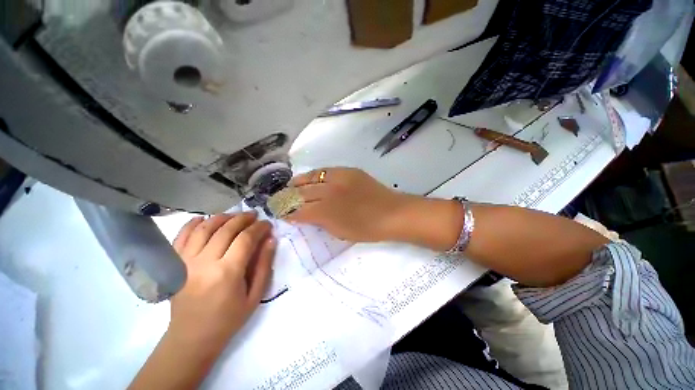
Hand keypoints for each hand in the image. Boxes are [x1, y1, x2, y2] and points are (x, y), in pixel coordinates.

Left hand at [130, 212, 275, 389]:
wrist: (192, 337)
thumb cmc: (228, 318)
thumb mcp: (255, 295)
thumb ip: (264, 265)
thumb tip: (271, 239)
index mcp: (227, 273)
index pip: (246, 239)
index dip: (259, 227)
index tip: (267, 224)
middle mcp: (205, 263)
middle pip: (226, 229)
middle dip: (243, 218)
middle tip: (254, 215)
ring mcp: (186, 262)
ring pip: (204, 228)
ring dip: (222, 217)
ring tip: (234, 216)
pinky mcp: (175, 264)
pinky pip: (182, 236)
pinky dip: (193, 224)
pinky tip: (204, 219)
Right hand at [285, 167, 410, 241]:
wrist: (392, 213)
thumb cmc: (367, 229)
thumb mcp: (340, 232)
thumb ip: (320, 222)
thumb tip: (306, 215)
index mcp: (326, 212)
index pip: (300, 211)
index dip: (288, 213)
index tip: (281, 213)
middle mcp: (328, 192)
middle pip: (302, 192)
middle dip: (288, 197)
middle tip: (280, 199)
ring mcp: (339, 178)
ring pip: (311, 177)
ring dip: (298, 183)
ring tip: (291, 185)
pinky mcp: (348, 170)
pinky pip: (326, 171)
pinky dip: (315, 175)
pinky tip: (310, 178)